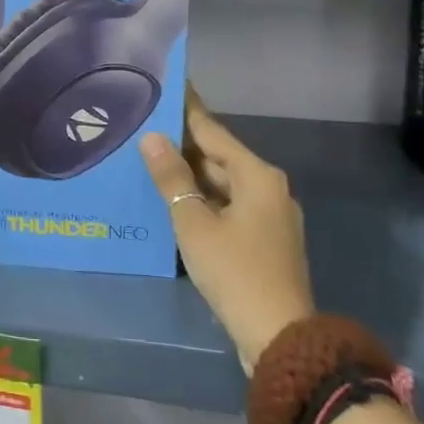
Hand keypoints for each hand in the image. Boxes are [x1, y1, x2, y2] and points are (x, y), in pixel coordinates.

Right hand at [140, 87, 313, 371]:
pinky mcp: (262, 241)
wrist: (280, 339)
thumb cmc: (236, 271)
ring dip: (188, 175)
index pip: (212, 131)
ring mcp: (268, 217)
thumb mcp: (195, 222)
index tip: (168, 85)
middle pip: (218, 156)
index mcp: (257, 175)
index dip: (187, 109)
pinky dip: (200, 199)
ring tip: (148, 159)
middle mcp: (268, 189)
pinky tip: (171, 200)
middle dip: (182, 144)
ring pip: (221, 184)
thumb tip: (152, 138)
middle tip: (143, 125)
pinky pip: (225, 206)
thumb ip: (172, 178)